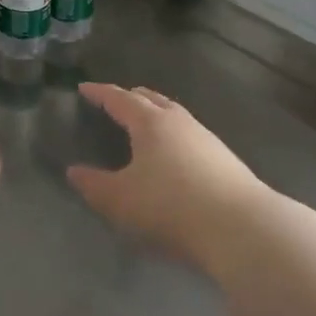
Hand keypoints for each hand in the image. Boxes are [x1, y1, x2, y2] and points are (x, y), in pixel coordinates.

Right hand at [67, 83, 270, 269]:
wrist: (241, 227)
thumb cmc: (171, 206)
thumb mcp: (121, 200)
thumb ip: (94, 185)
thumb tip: (74, 172)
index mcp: (150, 123)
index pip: (120, 99)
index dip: (100, 93)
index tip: (84, 88)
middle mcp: (179, 122)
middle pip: (152, 99)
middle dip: (131, 97)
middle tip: (116, 99)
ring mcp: (206, 138)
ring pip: (175, 115)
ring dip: (156, 114)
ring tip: (145, 124)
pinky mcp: (225, 159)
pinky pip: (190, 135)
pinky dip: (174, 134)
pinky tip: (175, 154)